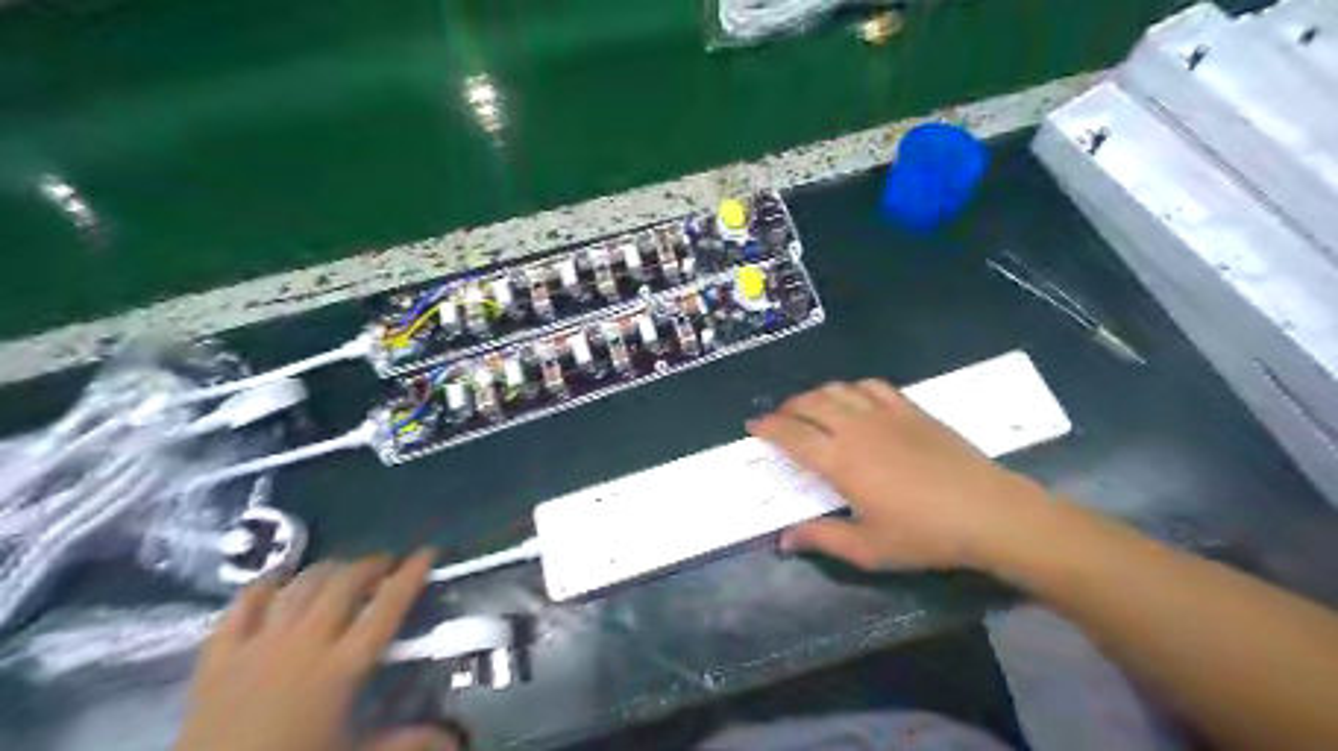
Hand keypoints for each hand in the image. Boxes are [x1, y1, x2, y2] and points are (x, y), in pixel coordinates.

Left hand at [173, 548, 456, 749]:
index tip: (426, 553)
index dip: (409, 577)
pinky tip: (277, 580)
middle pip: (343, 585)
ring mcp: (258, 646)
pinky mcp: (218, 658)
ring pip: (299, 587)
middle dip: (369, 565)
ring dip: (326, 570)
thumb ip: (405, 743)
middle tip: (386, 564)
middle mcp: (304, 644)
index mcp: (342, 668)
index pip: (386, 609)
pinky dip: (263, 586)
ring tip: (342, 569)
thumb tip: (455, 741)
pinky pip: (242, 607)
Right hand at [751, 378, 1056, 571]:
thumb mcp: (868, 548)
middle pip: (810, 404)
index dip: (768, 427)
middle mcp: (856, 429)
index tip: (753, 425)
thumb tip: (784, 540)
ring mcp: (885, 414)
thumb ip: (822, 538)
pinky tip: (853, 399)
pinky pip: (872, 386)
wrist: (987, 512)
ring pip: (838, 390)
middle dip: (787, 408)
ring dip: (816, 394)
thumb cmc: (924, 535)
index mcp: (840, 462)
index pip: (792, 435)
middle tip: (779, 419)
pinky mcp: (910, 409)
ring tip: (810, 408)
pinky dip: (852, 388)